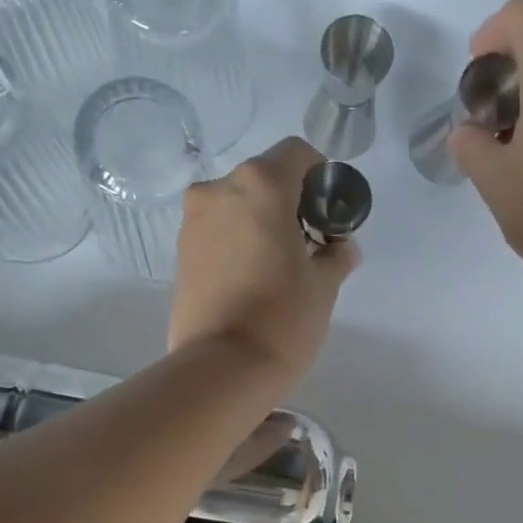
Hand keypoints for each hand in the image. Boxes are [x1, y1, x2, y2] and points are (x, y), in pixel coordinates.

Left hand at [169, 137, 359, 381]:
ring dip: (260, 222)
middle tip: (308, 244)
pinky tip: (252, 279)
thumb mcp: (324, 286)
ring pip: (236, 206)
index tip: (329, 212)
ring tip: (278, 267)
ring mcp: (193, 222)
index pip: (297, 154)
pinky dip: (237, 242)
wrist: (222, 369)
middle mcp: (219, 190)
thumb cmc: (283, 318)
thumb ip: (336, 255)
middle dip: (289, 202)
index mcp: (260, 185)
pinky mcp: (180, 254)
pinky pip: (217, 232)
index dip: (320, 176)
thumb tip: (342, 247)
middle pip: (263, 179)